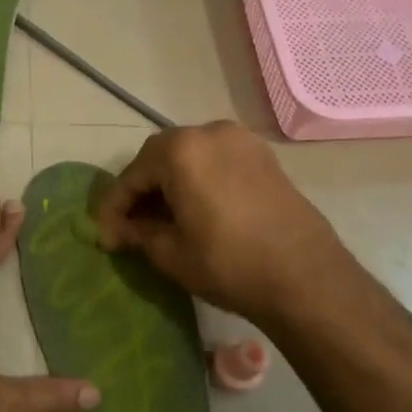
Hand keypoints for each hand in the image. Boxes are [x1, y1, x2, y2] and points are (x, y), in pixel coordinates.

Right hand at [94, 122, 362, 326]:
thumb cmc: (228, 263)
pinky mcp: (264, 157)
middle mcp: (209, 132)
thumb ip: (136, 233)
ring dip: (170, 184)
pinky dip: (198, 181)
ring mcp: (242, 141)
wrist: (307, 279)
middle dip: (141, 191)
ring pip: (189, 158)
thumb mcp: (170, 253)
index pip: (132, 176)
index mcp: (181, 150)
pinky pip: (216, 162)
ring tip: (162, 219)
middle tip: (130, 226)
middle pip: (159, 158)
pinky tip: (195, 210)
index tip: (104, 236)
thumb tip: (115, 231)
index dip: (113, 208)